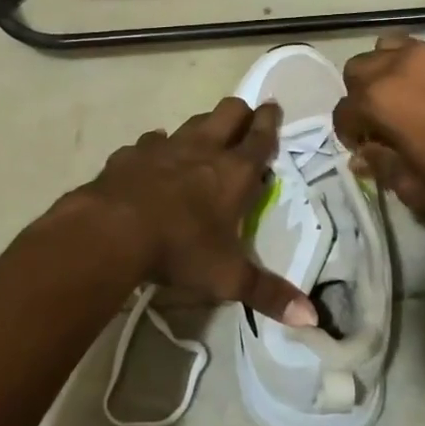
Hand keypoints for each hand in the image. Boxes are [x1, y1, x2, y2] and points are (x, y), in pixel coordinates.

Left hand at [74, 99, 313, 325]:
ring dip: (201, 127)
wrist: (111, 231)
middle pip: (229, 112)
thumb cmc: (179, 249)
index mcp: (234, 172)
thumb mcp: (228, 278)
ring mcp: (163, 147)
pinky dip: (156, 148)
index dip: (270, 121)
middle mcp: (202, 149)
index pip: (261, 137)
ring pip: (191, 122)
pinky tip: (152, 160)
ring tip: (203, 140)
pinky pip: (149, 142)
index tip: (274, 107)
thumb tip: (313, 318)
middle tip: (245, 123)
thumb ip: (269, 294)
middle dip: (241, 113)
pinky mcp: (130, 154)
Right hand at [333, 34, 424, 217]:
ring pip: (383, 51)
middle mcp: (395, 67)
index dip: (349, 135)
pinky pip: (414, 51)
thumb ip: (381, 167)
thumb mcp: (415, 187)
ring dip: (381, 74)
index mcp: (378, 99)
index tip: (365, 151)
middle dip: (359, 97)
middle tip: (379, 125)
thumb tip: (363, 156)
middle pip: (357, 71)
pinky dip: (408, 68)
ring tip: (401, 103)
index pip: (343, 112)